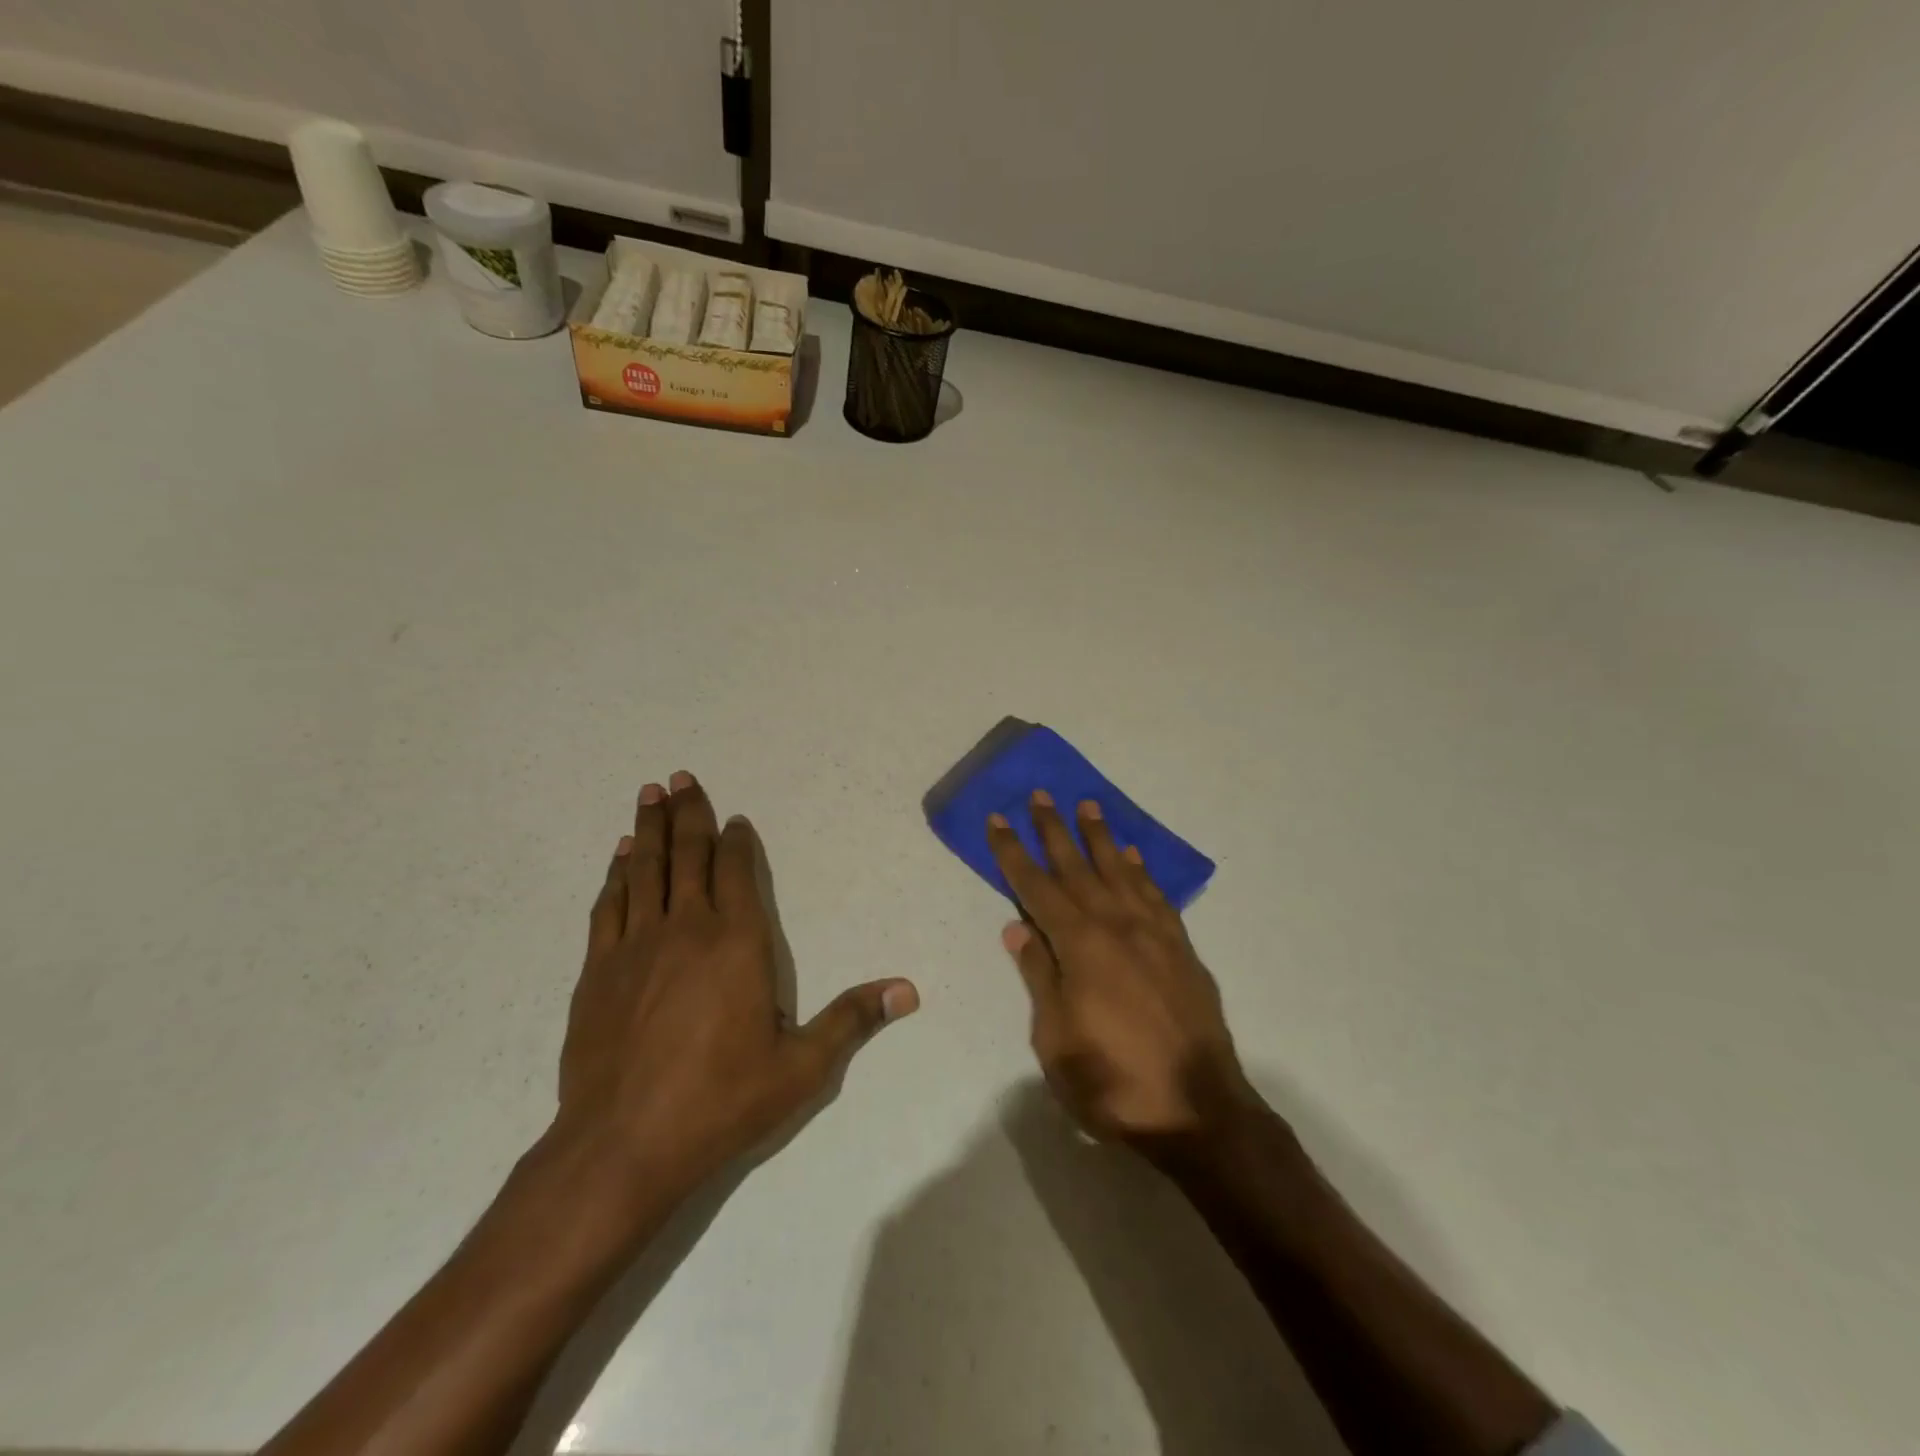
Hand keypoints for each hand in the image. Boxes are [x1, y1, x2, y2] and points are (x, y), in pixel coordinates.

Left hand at [551, 771, 918, 1212]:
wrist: (622, 1145)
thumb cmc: (720, 1101)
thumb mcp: (802, 1067)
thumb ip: (852, 1019)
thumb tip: (908, 990)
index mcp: (738, 942)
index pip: (738, 871)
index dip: (738, 841)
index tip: (736, 819)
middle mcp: (686, 928)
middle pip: (688, 855)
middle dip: (688, 813)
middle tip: (680, 776)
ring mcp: (636, 946)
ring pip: (645, 869)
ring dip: (649, 829)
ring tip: (649, 793)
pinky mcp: (597, 971)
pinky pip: (610, 905)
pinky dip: (616, 874)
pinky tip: (619, 857)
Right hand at [990, 791, 1256, 1145]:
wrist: (1199, 1110)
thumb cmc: (1113, 1081)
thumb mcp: (1056, 1040)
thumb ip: (1039, 977)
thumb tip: (1017, 928)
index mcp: (1080, 946)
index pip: (1036, 887)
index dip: (1013, 852)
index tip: (999, 819)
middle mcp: (1116, 926)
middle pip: (1078, 867)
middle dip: (1054, 829)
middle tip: (1040, 794)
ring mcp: (1154, 934)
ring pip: (1120, 872)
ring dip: (1100, 837)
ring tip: (1088, 806)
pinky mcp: (1181, 949)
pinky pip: (1156, 896)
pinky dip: (1141, 871)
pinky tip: (1132, 856)